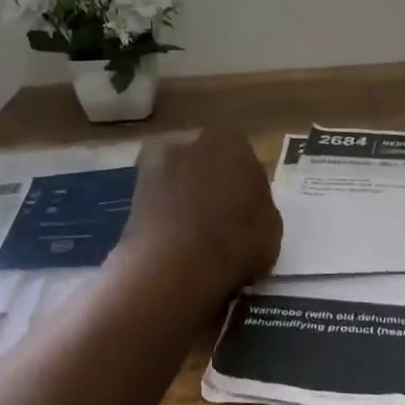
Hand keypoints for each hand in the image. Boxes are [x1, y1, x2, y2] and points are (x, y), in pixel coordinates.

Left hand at [116, 127, 281, 303]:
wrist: (174, 266)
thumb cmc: (235, 242)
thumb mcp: (272, 227)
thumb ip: (260, 204)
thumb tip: (246, 205)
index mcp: (233, 141)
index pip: (245, 159)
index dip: (245, 187)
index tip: (244, 211)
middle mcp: (194, 138)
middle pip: (208, 159)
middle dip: (212, 181)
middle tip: (218, 217)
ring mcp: (159, 160)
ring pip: (180, 174)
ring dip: (184, 192)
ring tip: (191, 230)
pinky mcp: (133, 186)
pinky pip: (157, 195)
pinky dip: (163, 209)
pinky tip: (170, 235)